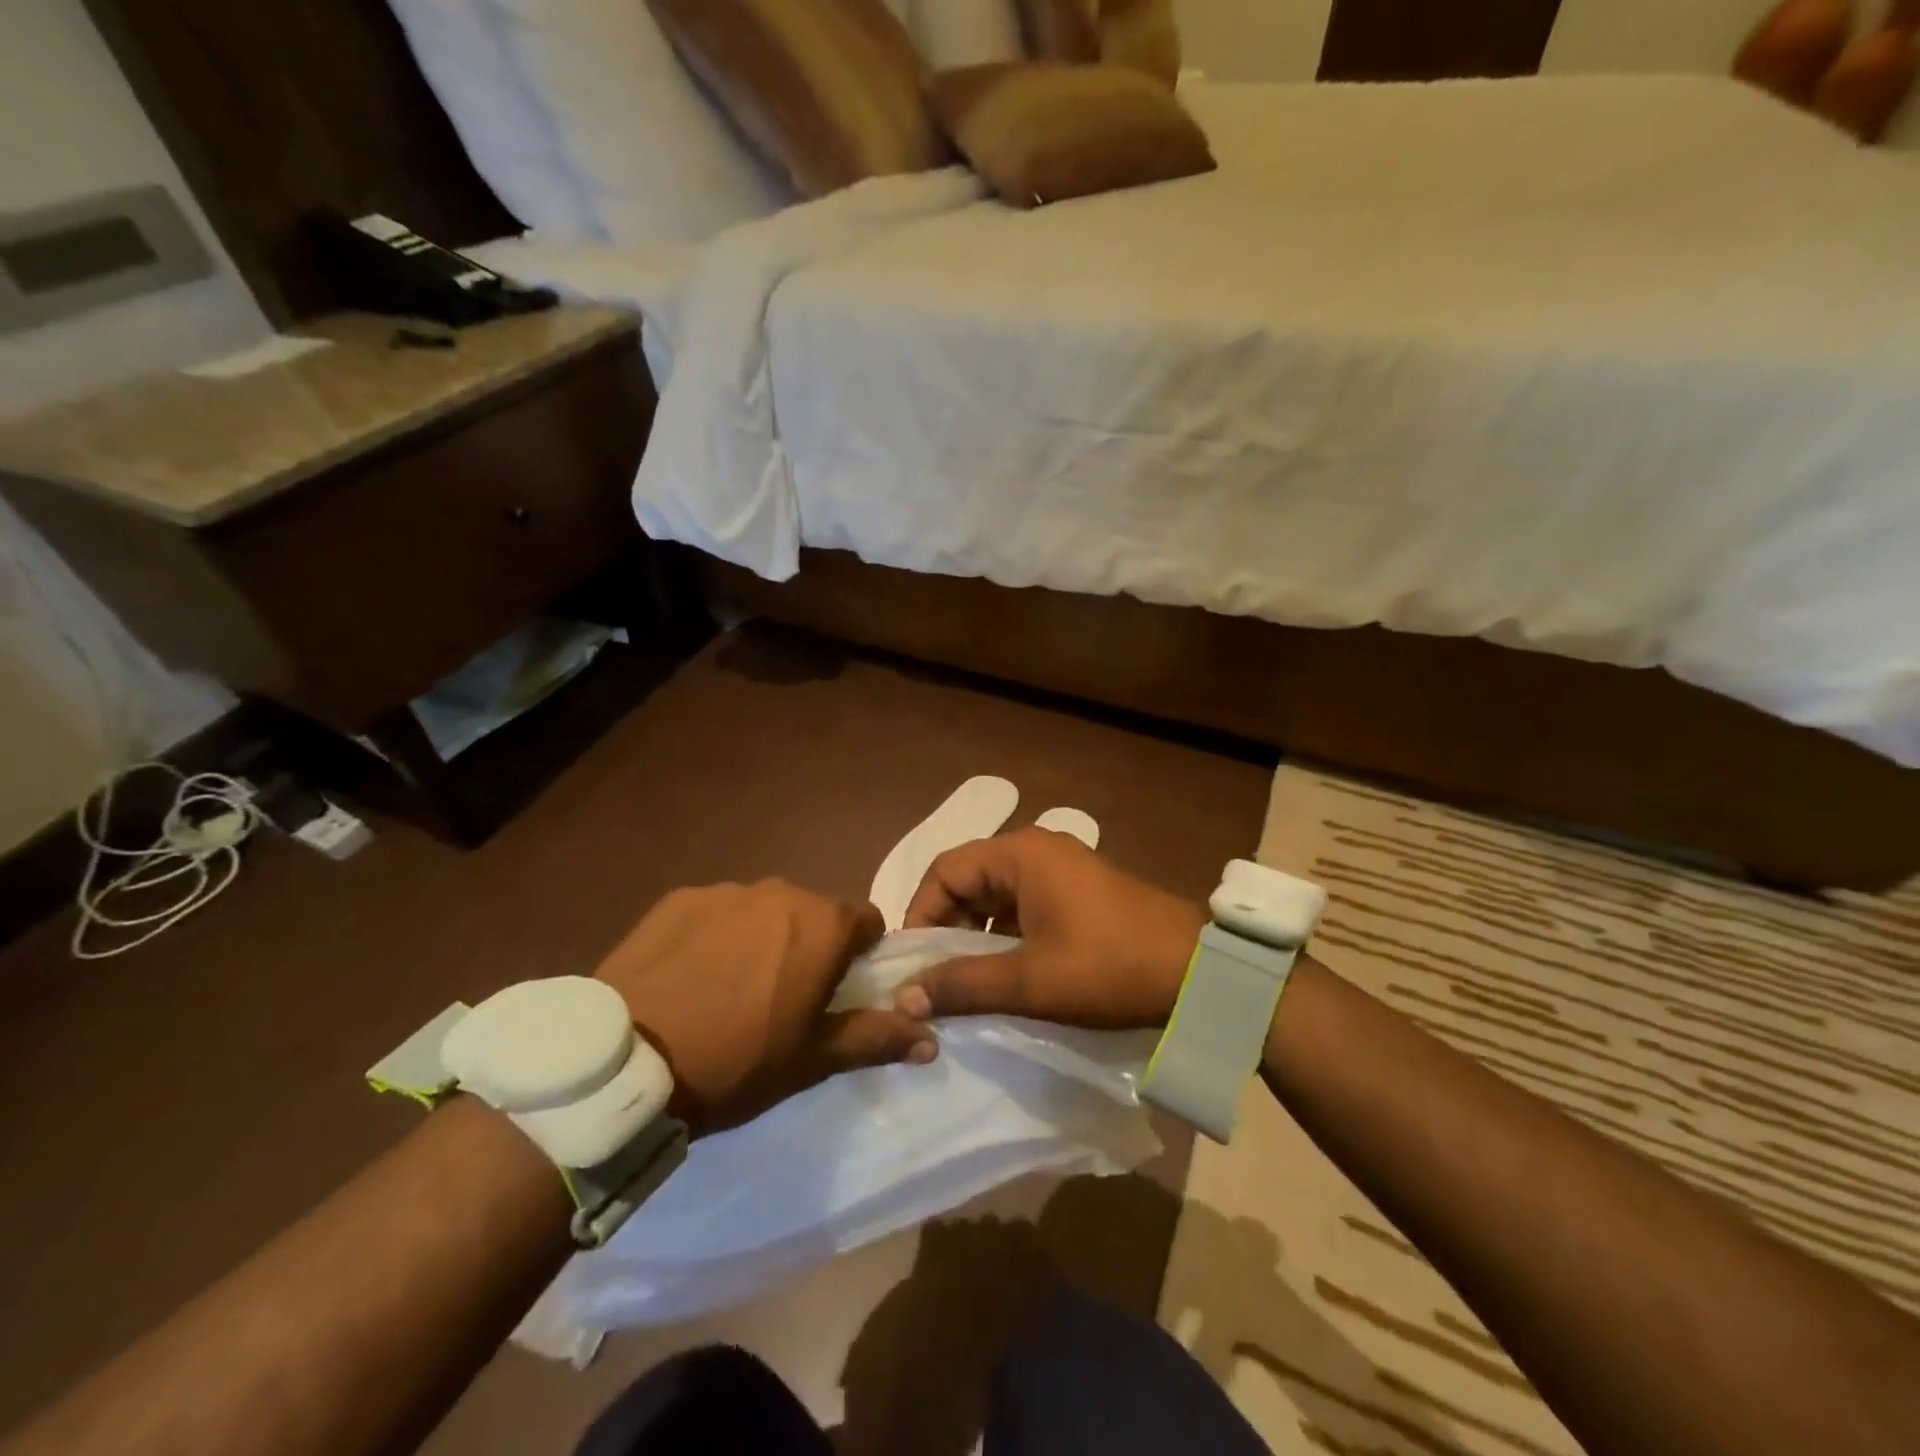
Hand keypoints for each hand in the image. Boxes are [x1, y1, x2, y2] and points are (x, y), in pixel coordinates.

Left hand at [596, 880, 935, 1133]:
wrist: (627, 1062)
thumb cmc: (736, 1062)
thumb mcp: (813, 1059)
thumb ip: (877, 1038)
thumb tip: (932, 1040)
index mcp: (822, 923)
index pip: (866, 921)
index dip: (860, 956)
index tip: (837, 992)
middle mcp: (780, 891)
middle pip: (814, 913)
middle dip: (810, 946)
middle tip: (782, 999)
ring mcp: (725, 890)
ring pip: (764, 911)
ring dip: (762, 938)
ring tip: (729, 990)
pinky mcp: (678, 898)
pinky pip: (716, 912)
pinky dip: (715, 935)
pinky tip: (689, 977)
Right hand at [896, 828, 1206, 1028]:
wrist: (1198, 973)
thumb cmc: (1108, 968)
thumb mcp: (1030, 982)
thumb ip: (963, 985)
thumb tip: (903, 997)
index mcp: (1020, 854)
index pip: (944, 870)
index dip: (920, 913)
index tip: (914, 963)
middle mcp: (1036, 849)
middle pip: (969, 879)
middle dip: (947, 927)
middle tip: (936, 978)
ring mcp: (1061, 868)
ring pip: (996, 895)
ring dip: (975, 934)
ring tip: (967, 981)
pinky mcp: (1078, 891)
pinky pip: (1024, 905)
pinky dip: (1005, 935)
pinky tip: (1006, 973)